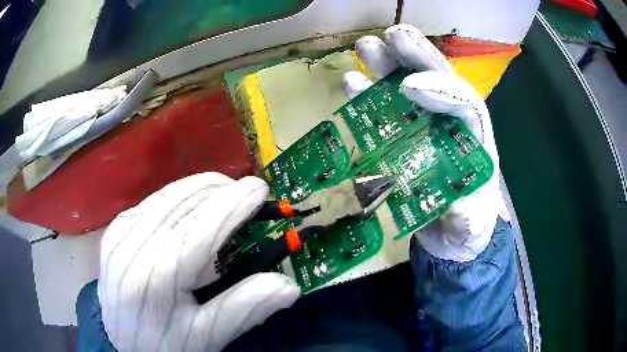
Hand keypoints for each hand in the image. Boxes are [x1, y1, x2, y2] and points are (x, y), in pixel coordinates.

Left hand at [98, 173, 299, 351]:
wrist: (119, 341)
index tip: (259, 188)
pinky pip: (150, 203)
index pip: (201, 228)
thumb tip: (289, 286)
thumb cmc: (164, 344)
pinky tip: (188, 210)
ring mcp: (120, 234)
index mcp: (158, 276)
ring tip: (222, 198)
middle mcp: (134, 246)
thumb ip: (244, 309)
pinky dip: (176, 200)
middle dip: (219, 190)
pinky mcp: (114, 231)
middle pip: (182, 202)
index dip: (233, 204)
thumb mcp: (206, 336)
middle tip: (244, 194)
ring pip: (166, 196)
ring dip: (199, 191)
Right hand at [343, 24, 501, 261]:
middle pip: (437, 81)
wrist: (450, 234)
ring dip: (386, 66)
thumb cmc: (466, 223)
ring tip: (365, 48)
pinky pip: (384, 109)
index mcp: (475, 139)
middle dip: (416, 56)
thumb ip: (467, 217)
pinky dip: (368, 95)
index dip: (440, 90)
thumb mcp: (470, 225)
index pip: (465, 104)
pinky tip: (350, 82)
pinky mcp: (402, 135)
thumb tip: (457, 206)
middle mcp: (451, 123)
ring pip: (408, 86)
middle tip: (390, 36)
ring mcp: (424, 125)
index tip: (408, 85)